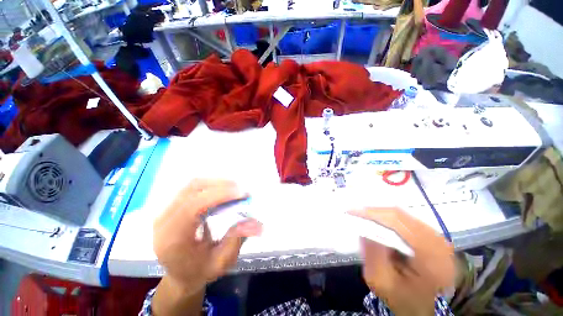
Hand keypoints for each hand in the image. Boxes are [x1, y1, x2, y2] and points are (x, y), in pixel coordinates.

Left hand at [152, 179, 261, 315]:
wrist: (180, 274)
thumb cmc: (200, 271)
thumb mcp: (221, 262)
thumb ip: (237, 240)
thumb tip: (256, 223)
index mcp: (172, 239)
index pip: (194, 206)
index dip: (220, 195)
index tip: (242, 193)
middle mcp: (164, 221)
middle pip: (193, 189)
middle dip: (222, 186)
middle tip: (242, 191)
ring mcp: (166, 210)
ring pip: (194, 184)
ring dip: (218, 183)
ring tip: (236, 190)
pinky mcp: (172, 206)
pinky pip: (193, 187)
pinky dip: (212, 185)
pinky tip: (224, 191)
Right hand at [350, 208, 454, 315]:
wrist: (435, 307)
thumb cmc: (408, 300)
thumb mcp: (385, 284)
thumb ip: (373, 257)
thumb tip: (363, 231)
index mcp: (428, 254)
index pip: (395, 222)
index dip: (371, 213)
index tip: (350, 212)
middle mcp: (435, 239)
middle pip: (398, 214)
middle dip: (372, 212)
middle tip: (354, 214)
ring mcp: (436, 235)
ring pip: (401, 214)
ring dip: (379, 214)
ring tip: (363, 218)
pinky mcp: (432, 235)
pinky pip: (405, 219)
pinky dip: (388, 219)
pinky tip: (379, 224)